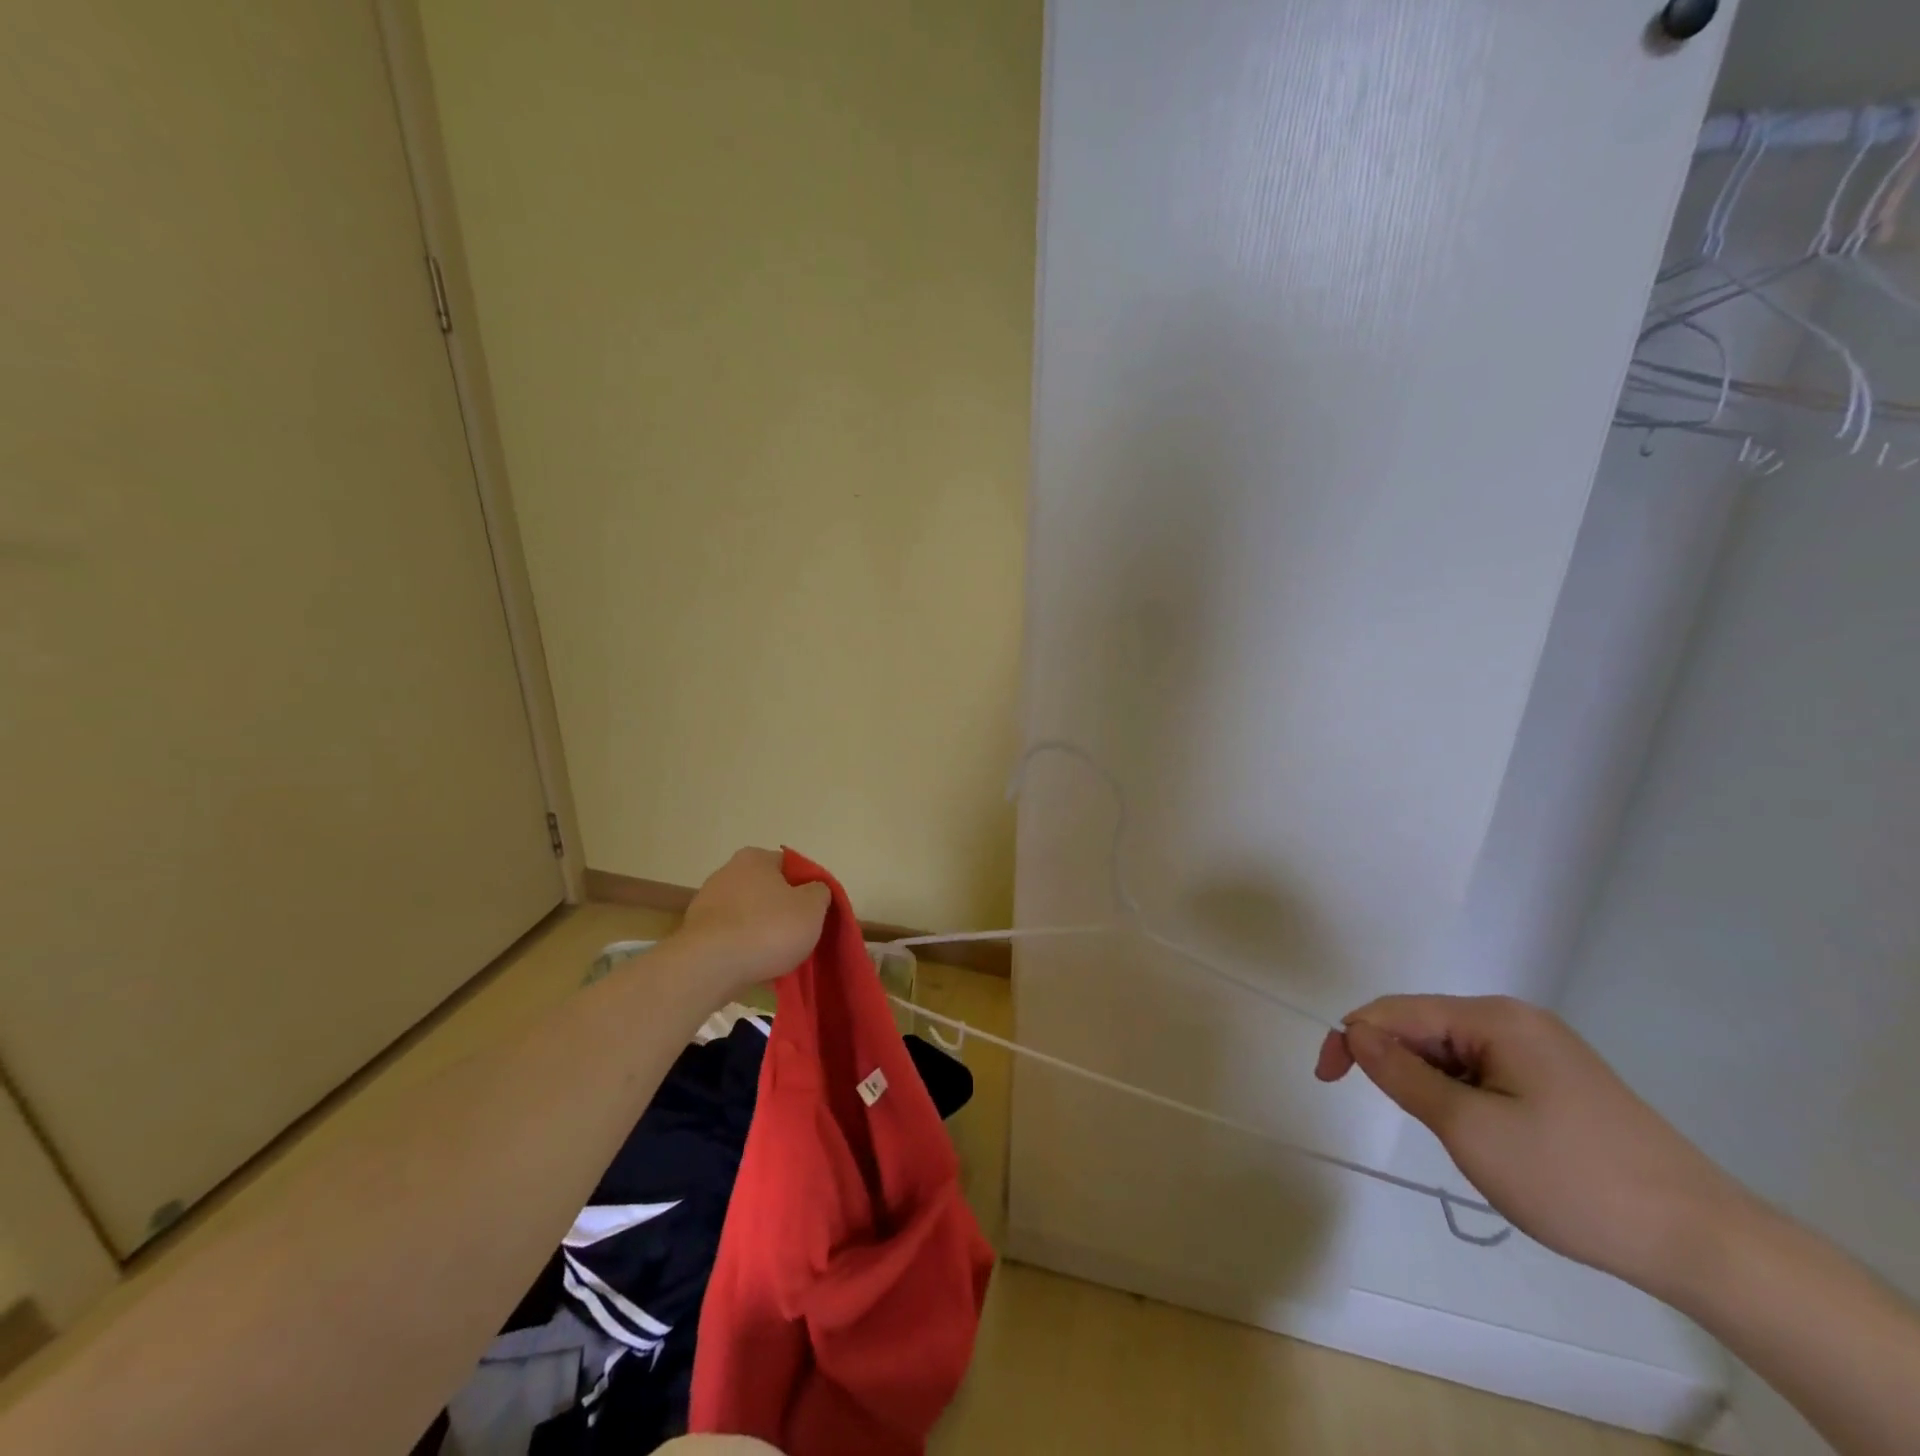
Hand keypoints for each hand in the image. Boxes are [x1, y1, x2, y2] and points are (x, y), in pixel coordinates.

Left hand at [673, 848, 830, 994]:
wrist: (710, 968)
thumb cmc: (768, 928)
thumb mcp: (812, 907)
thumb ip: (820, 892)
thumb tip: (814, 890)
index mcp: (755, 859)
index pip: (791, 866)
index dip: (808, 888)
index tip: (817, 911)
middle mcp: (727, 873)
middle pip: (768, 891)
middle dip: (784, 911)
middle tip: (801, 934)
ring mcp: (707, 903)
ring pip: (749, 916)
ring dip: (764, 932)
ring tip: (780, 957)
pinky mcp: (696, 934)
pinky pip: (732, 938)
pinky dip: (745, 949)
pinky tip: (756, 966)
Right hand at [1315, 994, 1746, 1297]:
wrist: (1706, 1243)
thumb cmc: (1574, 1180)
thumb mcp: (1470, 1130)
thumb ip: (1403, 1075)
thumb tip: (1354, 1032)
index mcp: (1494, 1018)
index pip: (1396, 1011)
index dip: (1351, 1038)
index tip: (1326, 1079)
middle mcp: (1516, 1020)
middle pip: (1424, 1027)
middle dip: (1395, 1064)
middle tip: (1397, 1118)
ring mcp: (1542, 1049)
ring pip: (1453, 1053)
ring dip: (1431, 1085)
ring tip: (1454, 1138)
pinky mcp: (1559, 1080)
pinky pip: (1484, 1072)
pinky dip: (1463, 1096)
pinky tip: (1486, 1137)